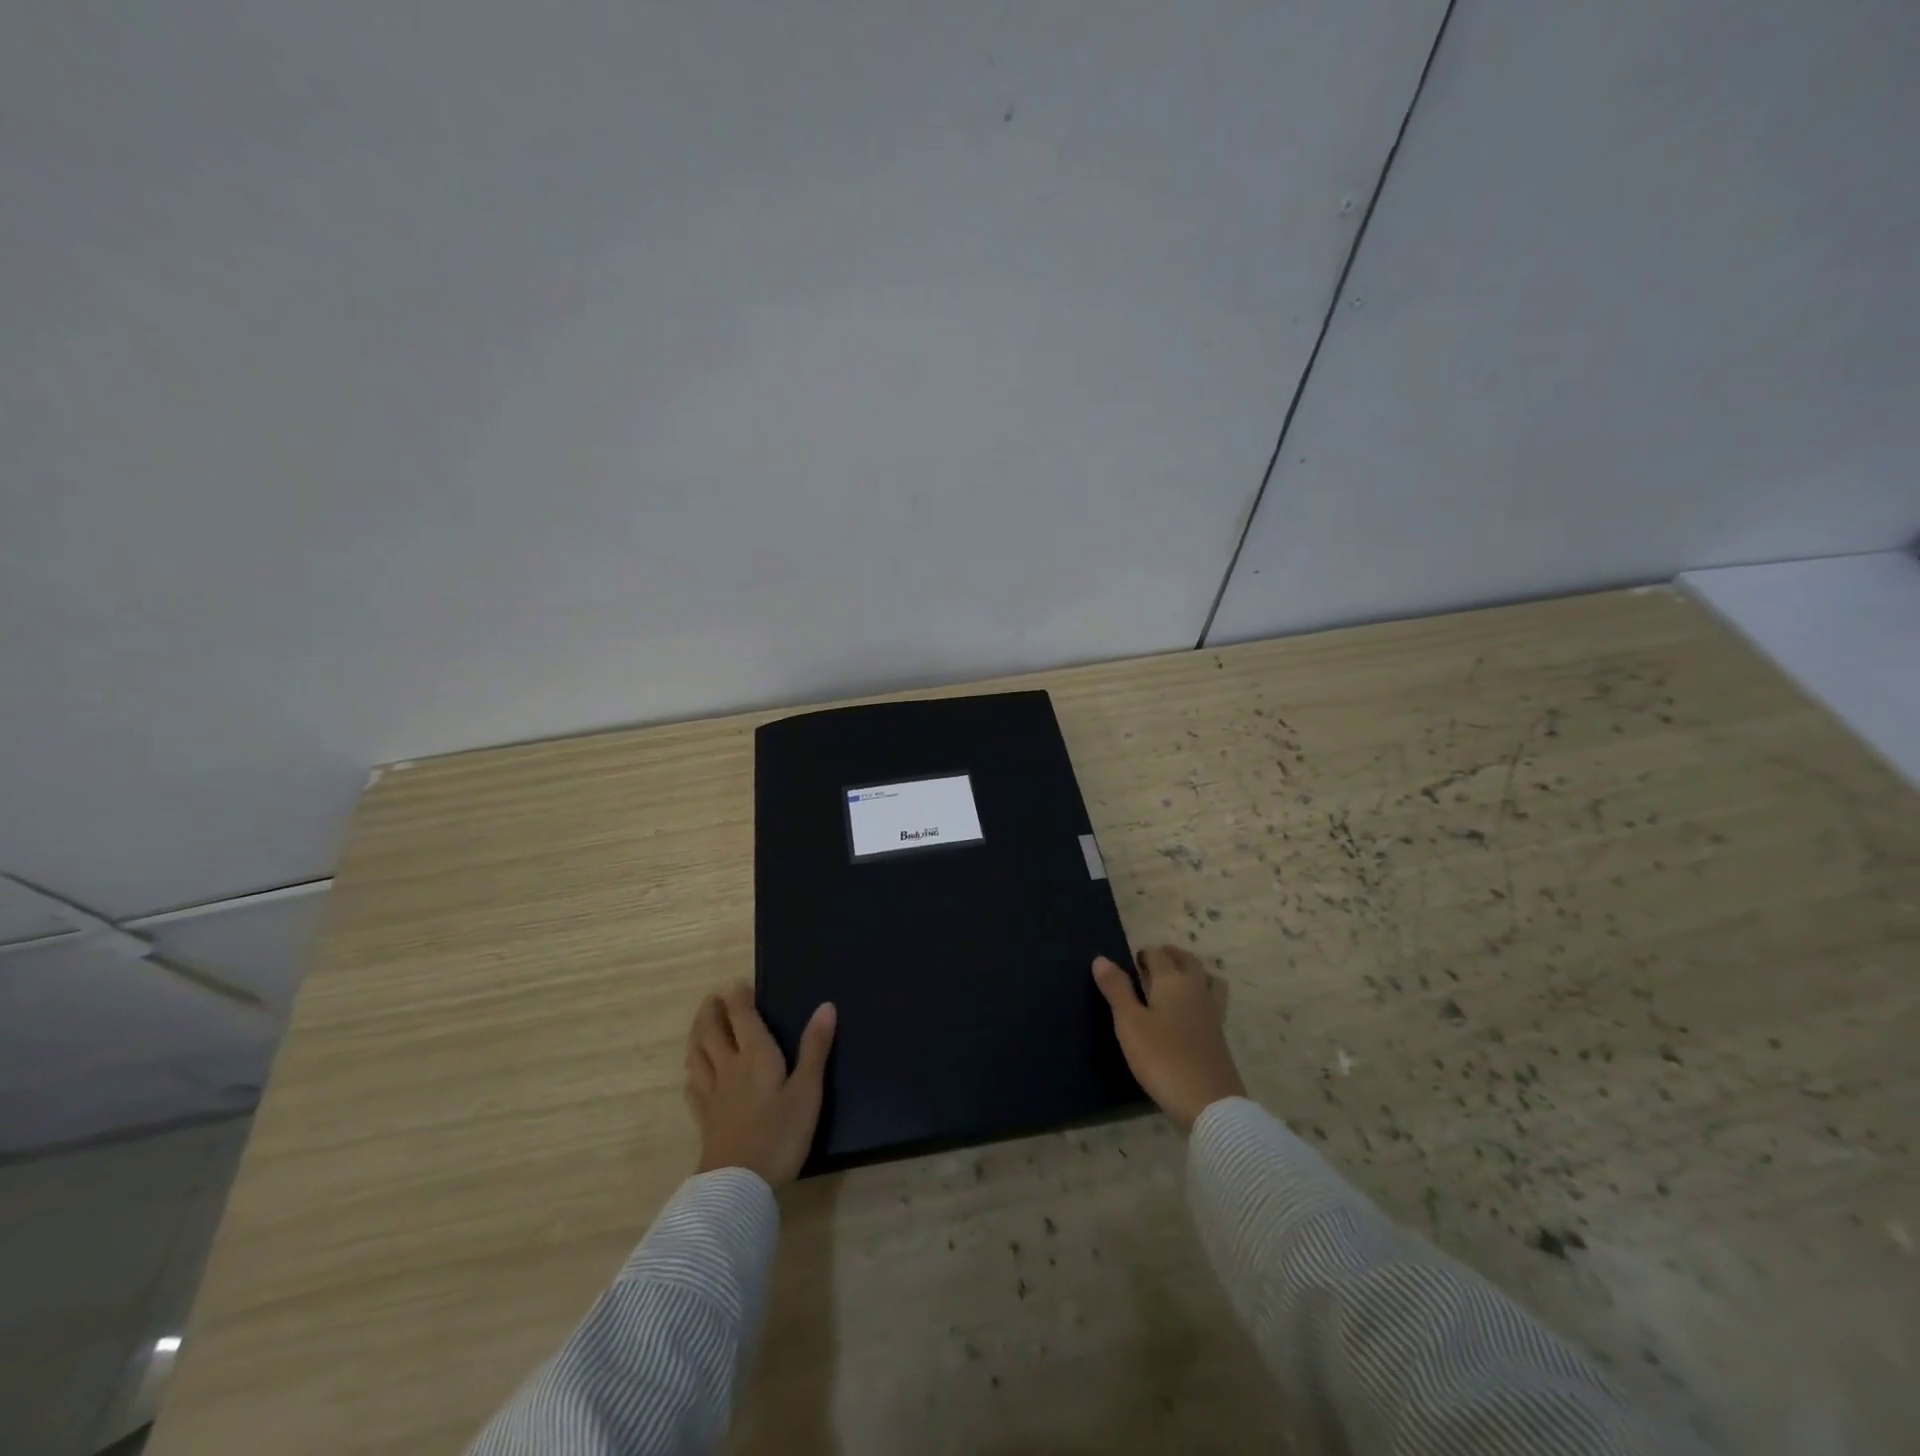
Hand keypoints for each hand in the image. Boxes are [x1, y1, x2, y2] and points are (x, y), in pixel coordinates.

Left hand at [684, 984, 835, 1185]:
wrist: (738, 1186)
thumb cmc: (779, 1135)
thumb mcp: (807, 1091)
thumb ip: (815, 1048)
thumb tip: (826, 1006)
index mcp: (754, 1056)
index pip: (741, 1017)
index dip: (738, 998)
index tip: (737, 984)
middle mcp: (728, 1068)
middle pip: (712, 1032)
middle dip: (711, 1011)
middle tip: (712, 998)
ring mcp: (712, 1094)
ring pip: (697, 1055)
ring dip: (697, 1035)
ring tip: (699, 1026)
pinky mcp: (704, 1119)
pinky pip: (693, 1086)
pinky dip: (692, 1071)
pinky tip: (693, 1074)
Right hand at [1093, 946, 1244, 1131]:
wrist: (1209, 1102)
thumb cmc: (1162, 1057)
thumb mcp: (1129, 1023)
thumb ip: (1116, 989)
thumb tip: (1101, 959)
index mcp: (1173, 981)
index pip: (1159, 955)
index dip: (1145, 954)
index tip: (1132, 960)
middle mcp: (1196, 990)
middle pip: (1188, 961)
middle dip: (1171, 955)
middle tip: (1154, 961)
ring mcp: (1212, 1013)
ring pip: (1207, 979)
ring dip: (1192, 972)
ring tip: (1176, 980)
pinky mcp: (1219, 1036)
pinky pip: (1212, 1002)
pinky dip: (1201, 995)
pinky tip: (1188, 1012)